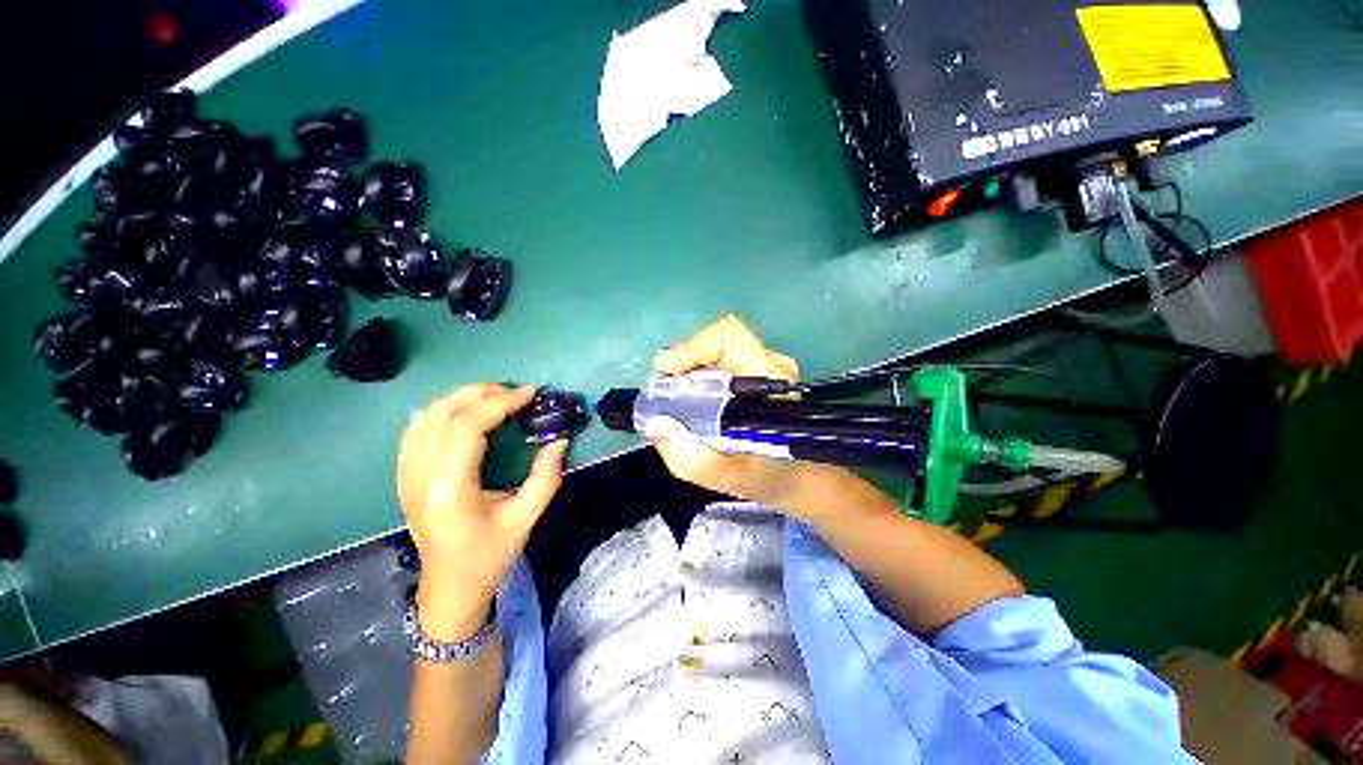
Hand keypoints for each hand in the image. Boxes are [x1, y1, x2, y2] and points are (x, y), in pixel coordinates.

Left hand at [397, 384, 568, 639]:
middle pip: (443, 411)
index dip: (501, 402)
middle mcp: (419, 475)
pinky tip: (465, 415)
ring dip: (461, 398)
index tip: (530, 393)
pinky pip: (416, 429)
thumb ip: (546, 477)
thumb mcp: (525, 519)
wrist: (449, 590)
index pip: (468, 425)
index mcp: (449, 487)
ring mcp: (406, 475)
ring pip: (426, 415)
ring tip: (494, 399)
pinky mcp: (404, 476)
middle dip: (481, 393)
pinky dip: (442, 412)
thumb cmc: (489, 557)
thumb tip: (560, 441)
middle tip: (514, 393)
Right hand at [646, 314, 822, 509]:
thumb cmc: (773, 477)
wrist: (803, 477)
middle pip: (714, 343)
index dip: (691, 347)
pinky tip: (693, 404)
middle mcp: (769, 364)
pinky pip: (719, 363)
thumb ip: (690, 457)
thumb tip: (654, 423)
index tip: (666, 371)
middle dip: (682, 365)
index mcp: (769, 379)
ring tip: (676, 404)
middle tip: (664, 396)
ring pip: (715, 352)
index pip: (728, 335)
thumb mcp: (729, 478)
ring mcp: (764, 366)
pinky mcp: (757, 372)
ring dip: (688, 373)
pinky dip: (698, 379)